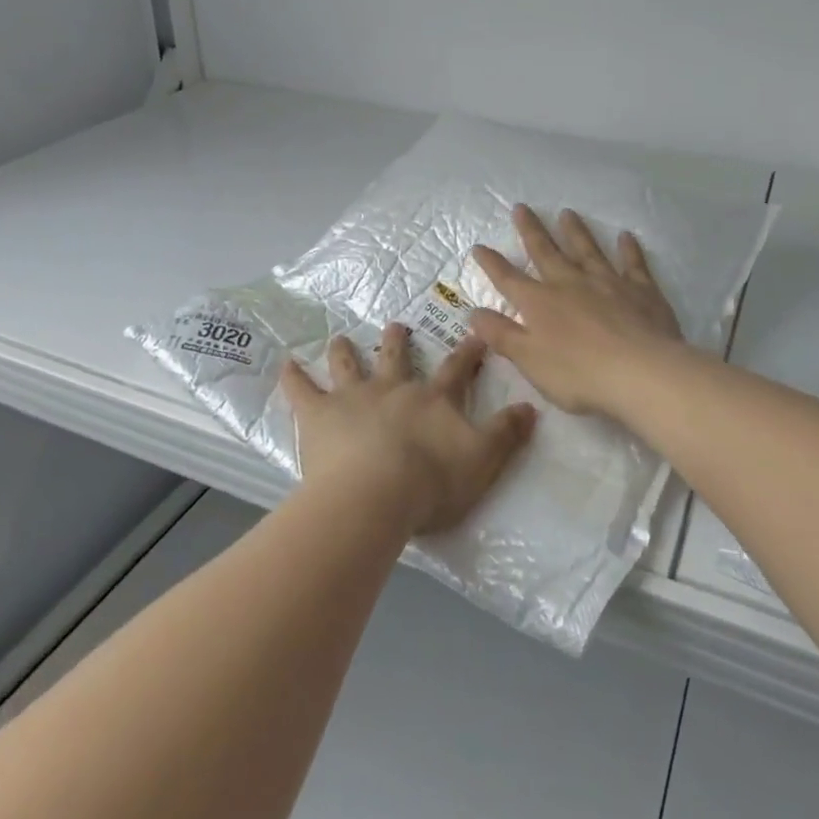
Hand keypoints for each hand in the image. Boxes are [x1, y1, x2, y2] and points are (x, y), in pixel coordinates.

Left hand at [281, 325, 537, 536]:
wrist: (375, 494)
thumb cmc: (431, 481)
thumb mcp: (483, 459)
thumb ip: (507, 433)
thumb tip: (532, 407)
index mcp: (432, 399)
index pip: (455, 369)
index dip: (467, 352)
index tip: (475, 333)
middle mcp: (393, 388)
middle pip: (396, 357)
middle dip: (399, 341)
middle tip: (397, 324)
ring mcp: (354, 397)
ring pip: (350, 366)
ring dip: (346, 351)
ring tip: (340, 338)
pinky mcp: (320, 415)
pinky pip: (302, 390)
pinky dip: (293, 376)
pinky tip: (285, 363)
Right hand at [469, 205, 684, 422]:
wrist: (640, 371)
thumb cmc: (579, 373)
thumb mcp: (529, 360)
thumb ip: (502, 335)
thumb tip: (474, 313)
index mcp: (540, 303)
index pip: (509, 279)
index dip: (492, 263)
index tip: (479, 246)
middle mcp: (570, 283)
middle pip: (546, 252)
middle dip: (531, 230)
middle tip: (521, 207)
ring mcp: (607, 282)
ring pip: (587, 249)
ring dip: (575, 231)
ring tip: (567, 212)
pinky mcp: (641, 289)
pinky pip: (632, 263)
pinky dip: (628, 249)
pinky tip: (626, 236)